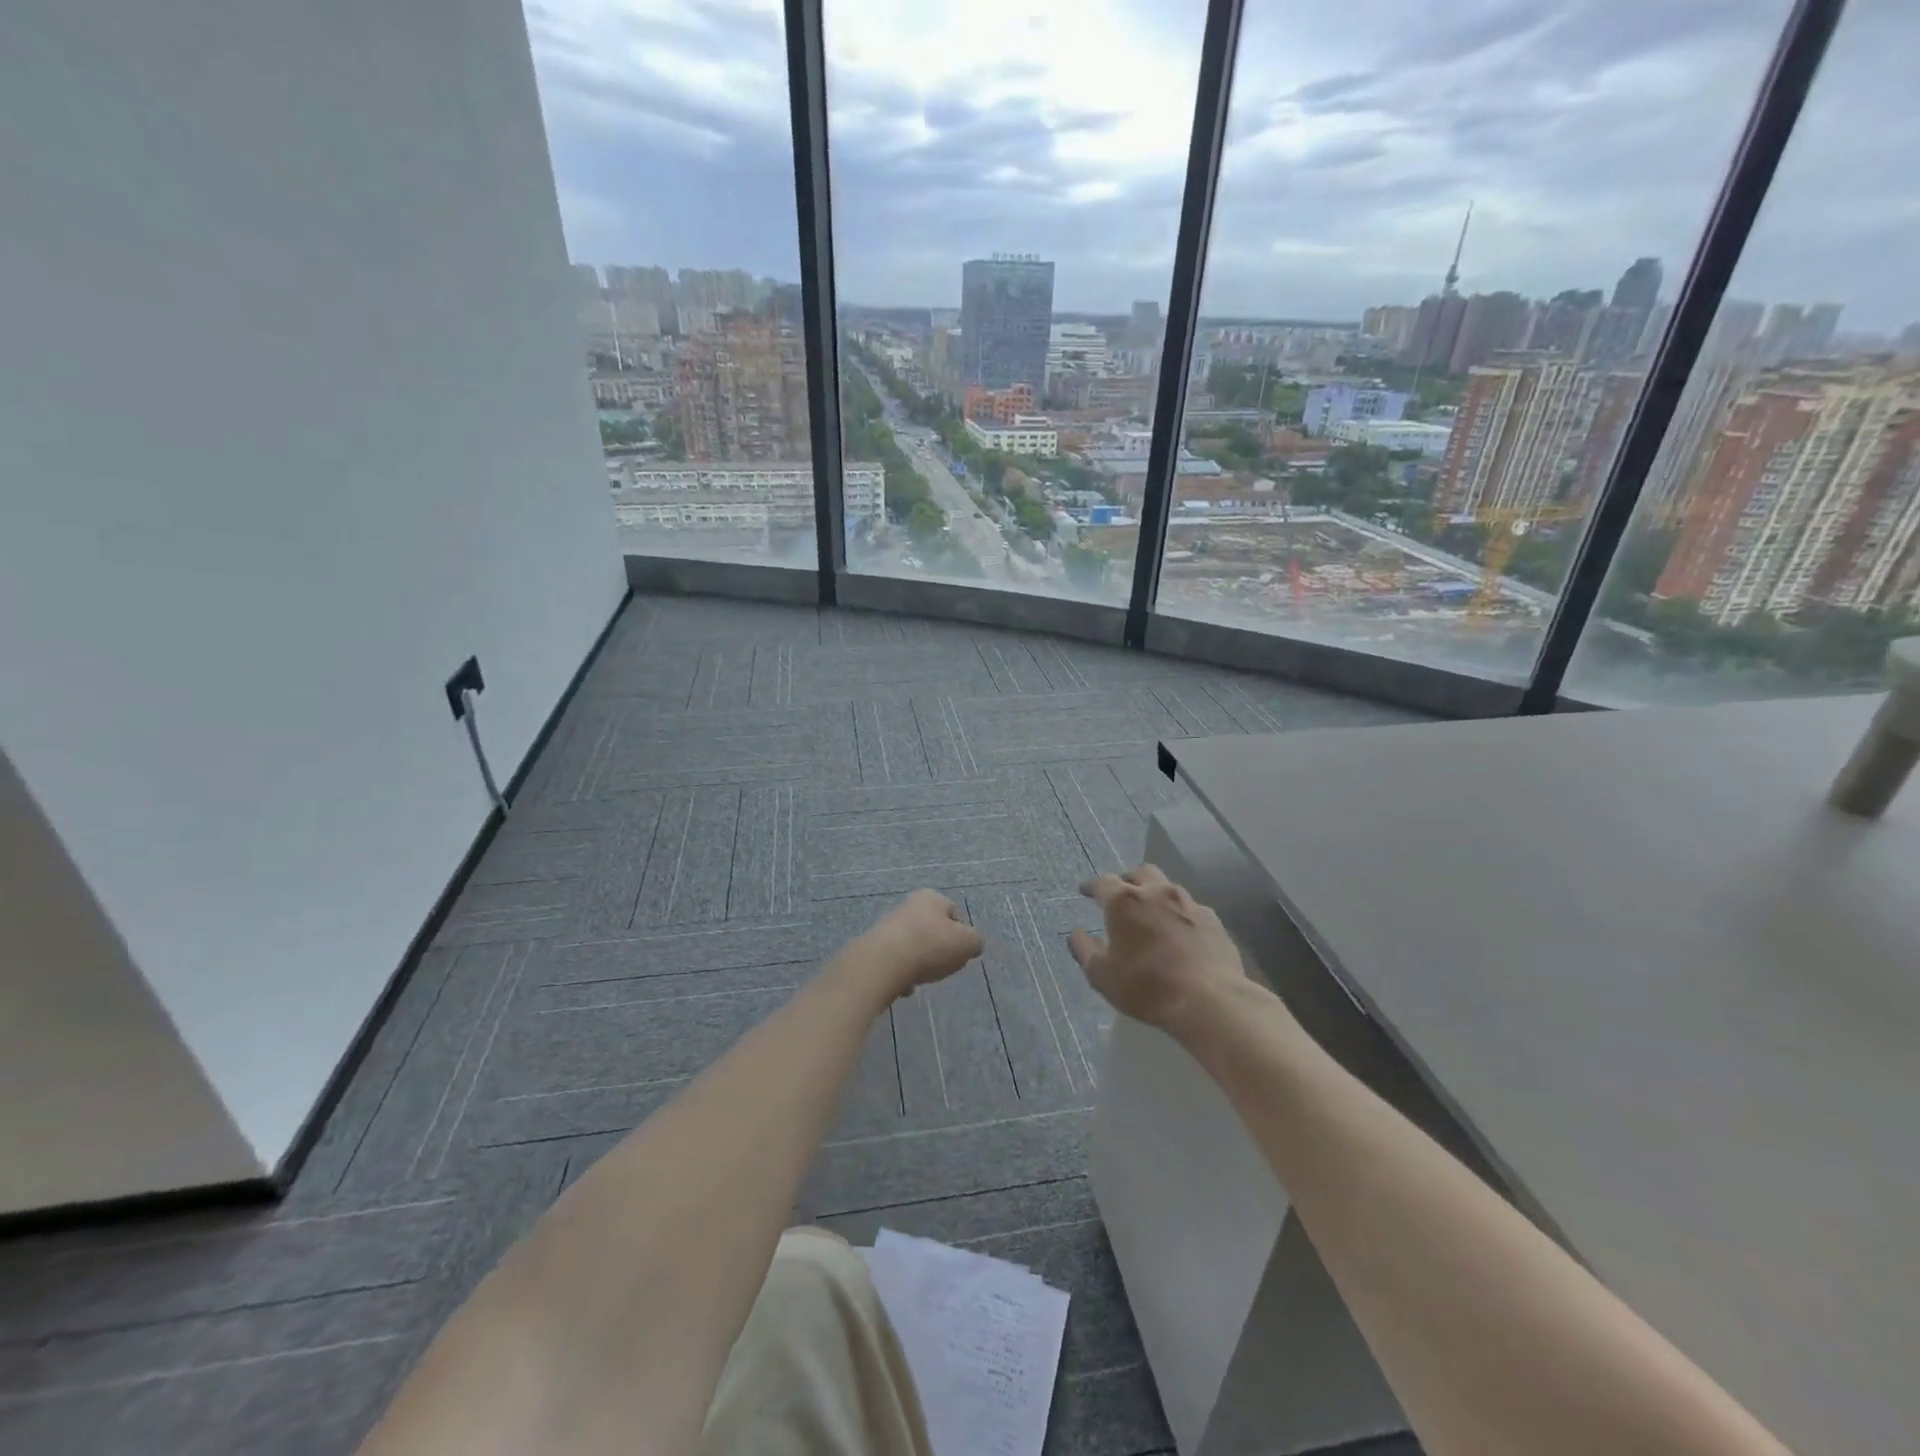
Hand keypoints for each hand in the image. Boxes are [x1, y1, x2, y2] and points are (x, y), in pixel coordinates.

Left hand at [854, 890, 983, 998]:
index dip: (961, 934)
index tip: (961, 952)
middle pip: (932, 929)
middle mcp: (908, 905)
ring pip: (913, 946)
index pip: (953, 912)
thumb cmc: (931, 946)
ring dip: (919, 962)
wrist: (884, 961)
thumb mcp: (967, 943)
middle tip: (943, 966)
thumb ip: (975, 942)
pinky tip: (905, 986)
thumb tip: (973, 944)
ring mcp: (888, 925)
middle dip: (938, 949)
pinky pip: (896, 961)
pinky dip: (902, 973)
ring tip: (922, 978)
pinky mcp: (874, 946)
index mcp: (931, 898)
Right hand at [1071, 865, 1246, 1032]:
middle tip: (1121, 896)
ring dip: (1156, 895)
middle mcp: (1157, 892)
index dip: (1092, 886)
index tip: (1086, 891)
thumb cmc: (1147, 987)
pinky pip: (1191, 908)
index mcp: (1124, 901)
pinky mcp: (1213, 920)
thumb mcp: (1103, 976)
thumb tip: (1076, 933)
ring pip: (1168, 887)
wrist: (1210, 1001)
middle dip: (1128, 880)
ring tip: (1152, 914)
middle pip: (1140, 873)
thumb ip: (1085, 950)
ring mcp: (1189, 903)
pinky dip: (1180, 914)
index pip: (1103, 882)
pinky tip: (1180, 932)